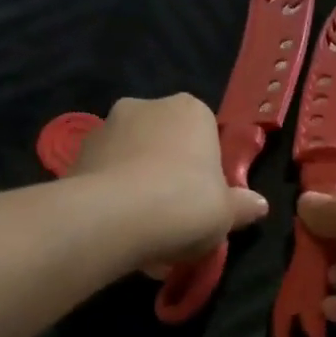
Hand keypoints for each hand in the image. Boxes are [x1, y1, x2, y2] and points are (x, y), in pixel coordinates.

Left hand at [71, 94, 269, 269]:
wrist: (113, 218)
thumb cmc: (185, 204)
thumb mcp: (227, 213)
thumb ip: (243, 206)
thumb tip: (259, 205)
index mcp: (190, 110)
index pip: (205, 133)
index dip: (206, 168)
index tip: (206, 199)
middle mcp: (147, 106)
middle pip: (165, 141)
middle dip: (169, 173)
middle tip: (175, 216)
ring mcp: (106, 127)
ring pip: (131, 158)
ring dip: (138, 184)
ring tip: (143, 230)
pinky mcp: (76, 153)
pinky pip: (104, 175)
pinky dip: (112, 196)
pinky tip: (118, 230)